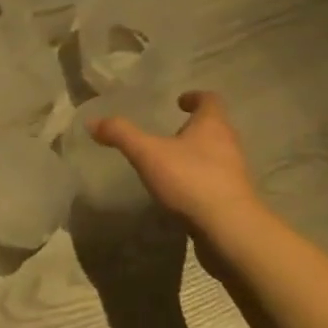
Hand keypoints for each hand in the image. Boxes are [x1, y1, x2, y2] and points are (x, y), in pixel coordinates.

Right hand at [91, 91, 259, 239]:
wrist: (230, 231)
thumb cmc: (191, 180)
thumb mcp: (148, 153)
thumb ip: (121, 134)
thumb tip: (92, 121)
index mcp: (213, 125)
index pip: (210, 99)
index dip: (195, 97)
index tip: (179, 102)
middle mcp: (229, 144)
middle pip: (215, 127)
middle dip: (194, 128)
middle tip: (170, 133)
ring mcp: (235, 174)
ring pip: (216, 155)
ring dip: (197, 155)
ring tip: (171, 164)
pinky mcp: (234, 200)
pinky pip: (216, 182)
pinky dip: (199, 181)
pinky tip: (180, 193)